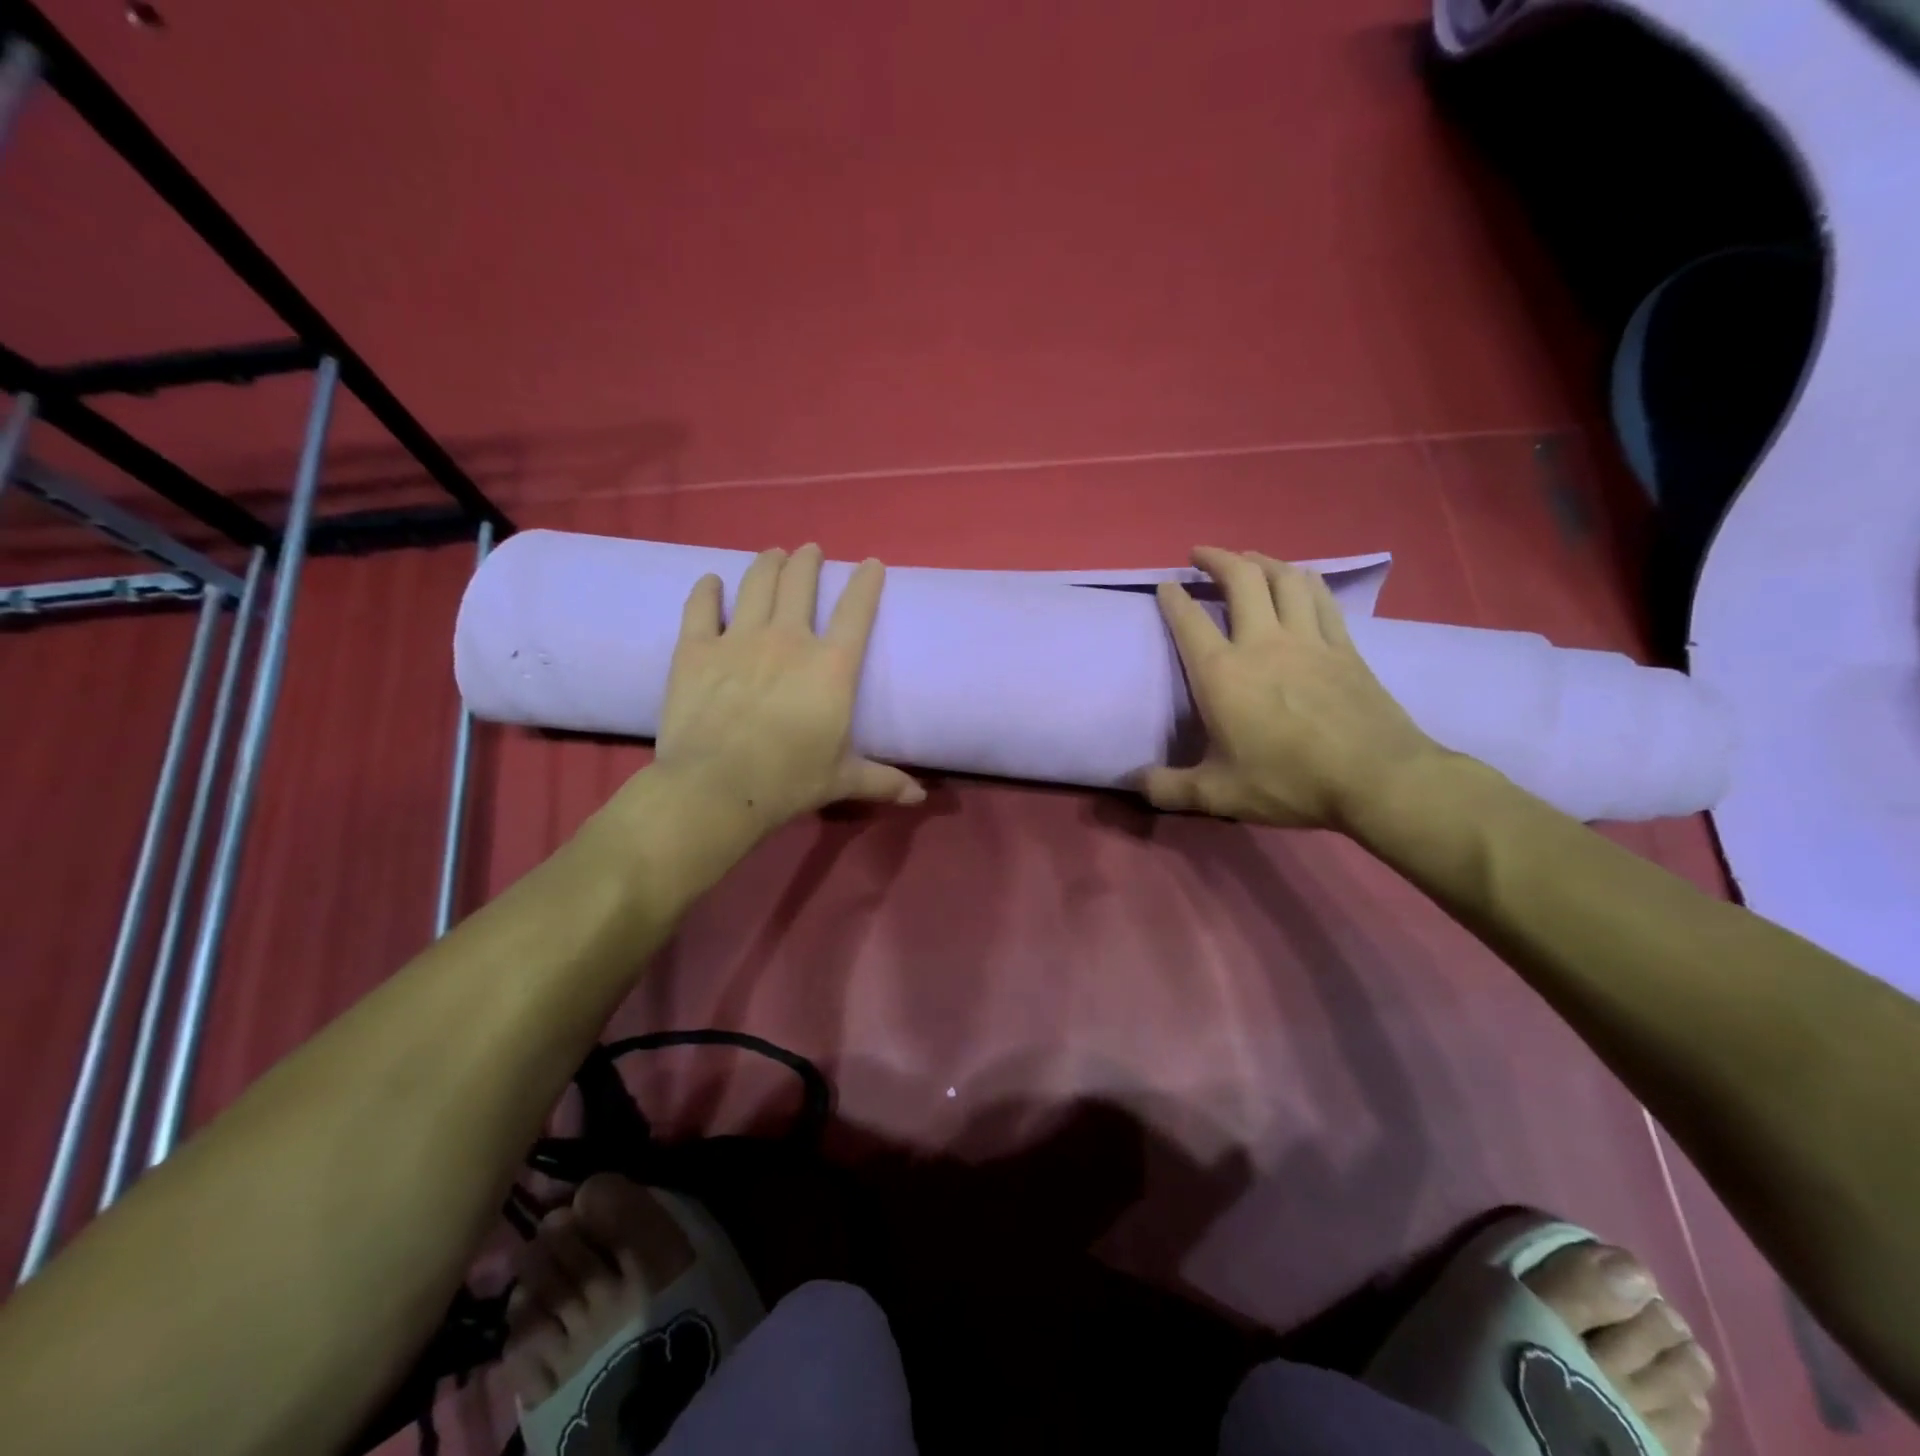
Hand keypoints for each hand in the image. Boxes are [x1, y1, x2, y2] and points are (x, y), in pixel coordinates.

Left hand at [650, 544, 922, 837]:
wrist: (718, 787)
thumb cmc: (790, 781)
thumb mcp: (843, 780)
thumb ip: (882, 781)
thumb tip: (920, 798)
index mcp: (831, 666)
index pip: (856, 611)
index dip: (866, 582)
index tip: (870, 564)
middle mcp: (789, 639)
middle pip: (800, 583)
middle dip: (808, 561)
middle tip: (810, 551)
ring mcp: (739, 639)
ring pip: (756, 584)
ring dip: (767, 564)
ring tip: (773, 554)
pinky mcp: (696, 649)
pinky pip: (701, 608)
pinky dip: (706, 591)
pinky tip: (711, 581)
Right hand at [1140, 546, 1447, 830]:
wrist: (1376, 779)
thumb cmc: (1289, 782)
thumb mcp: (1218, 794)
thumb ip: (1169, 788)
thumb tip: (1134, 784)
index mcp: (1223, 674)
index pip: (1189, 621)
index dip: (1173, 598)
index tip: (1165, 585)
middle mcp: (1262, 643)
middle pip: (1240, 580)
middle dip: (1216, 559)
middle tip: (1200, 554)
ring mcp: (1308, 639)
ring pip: (1285, 579)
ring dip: (1262, 561)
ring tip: (1248, 559)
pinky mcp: (1344, 646)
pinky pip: (1322, 598)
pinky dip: (1305, 580)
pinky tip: (1301, 579)